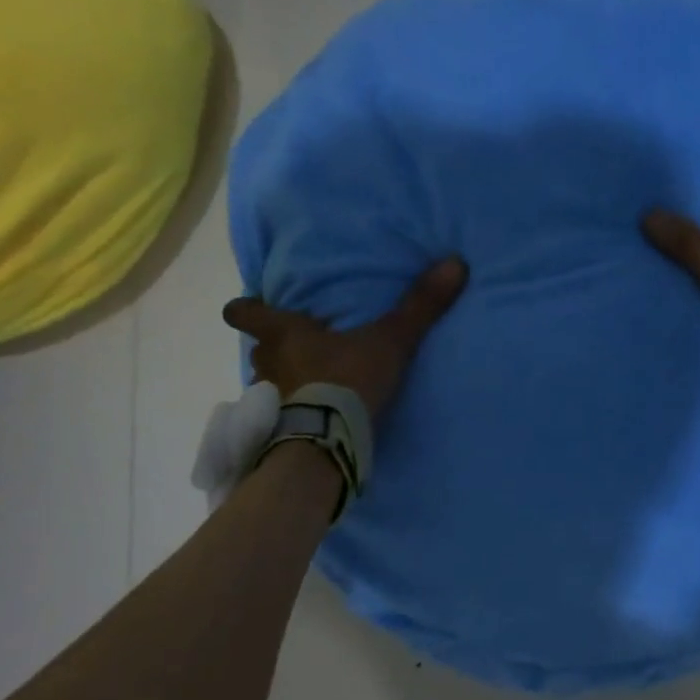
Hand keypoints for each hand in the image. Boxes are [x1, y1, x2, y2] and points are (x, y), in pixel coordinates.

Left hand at [222, 258, 467, 415]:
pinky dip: (292, 416)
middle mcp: (267, 364)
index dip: (246, 309)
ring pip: (267, 384)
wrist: (328, 438)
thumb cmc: (347, 378)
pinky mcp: (276, 430)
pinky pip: (279, 417)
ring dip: (284, 384)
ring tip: (309, 389)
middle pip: (259, 350)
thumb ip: (419, 305)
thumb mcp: (390, 339)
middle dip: (274, 350)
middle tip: (298, 351)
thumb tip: (455, 262)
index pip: (245, 313)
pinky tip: (313, 421)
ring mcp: (268, 400)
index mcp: (284, 334)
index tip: (249, 307)